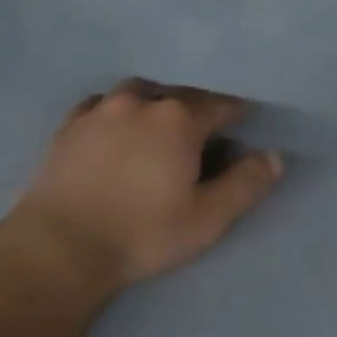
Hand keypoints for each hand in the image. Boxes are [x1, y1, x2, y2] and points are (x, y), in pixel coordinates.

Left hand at [7, 80, 283, 293]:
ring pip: (138, 91)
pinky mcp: (70, 124)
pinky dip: (114, 109)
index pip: (219, 104)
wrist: (60, 245)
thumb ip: (246, 184)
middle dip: (196, 105)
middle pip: (179, 93)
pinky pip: (100, 104)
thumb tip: (276, 156)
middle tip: (202, 125)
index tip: (243, 117)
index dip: (235, 110)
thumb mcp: (207, 218)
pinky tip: (113, 123)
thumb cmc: (142, 232)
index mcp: (179, 119)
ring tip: (157, 119)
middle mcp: (142, 101)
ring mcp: (101, 109)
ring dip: (154, 101)